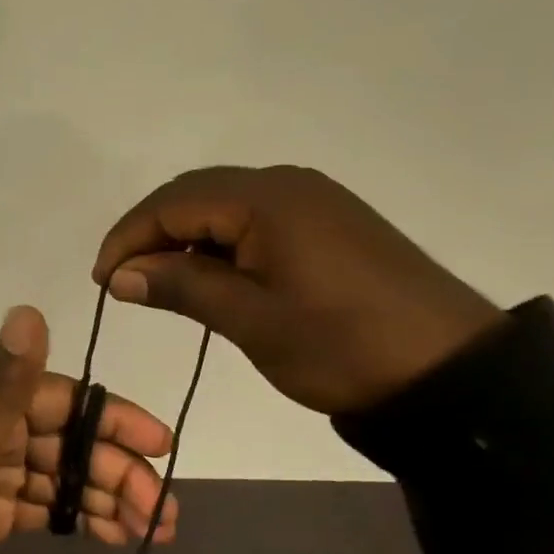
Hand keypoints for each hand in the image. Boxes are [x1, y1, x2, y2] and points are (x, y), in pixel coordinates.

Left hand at [0, 307, 175, 553]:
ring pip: (59, 477)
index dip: (112, 418)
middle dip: (116, 469)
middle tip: (162, 509)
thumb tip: (30, 308)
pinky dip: (75, 517)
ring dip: (105, 497)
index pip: (61, 399)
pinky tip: (111, 534)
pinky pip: (40, 507)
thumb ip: (3, 382)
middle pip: (66, 441)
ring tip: (152, 529)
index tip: (159, 444)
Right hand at [93, 166, 505, 415]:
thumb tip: (119, 275)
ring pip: (224, 205)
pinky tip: (212, 276)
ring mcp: (313, 200)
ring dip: (185, 238)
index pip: (173, 203)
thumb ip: (181, 288)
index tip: (102, 281)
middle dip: (151, 232)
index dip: (128, 237)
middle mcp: (286, 183)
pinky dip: (221, 243)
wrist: (451, 370)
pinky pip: (255, 219)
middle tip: (123, 280)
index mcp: (266, 199)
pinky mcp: (329, 222)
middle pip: (195, 194)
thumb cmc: (341, 345)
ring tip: (160, 282)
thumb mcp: (252, 320)